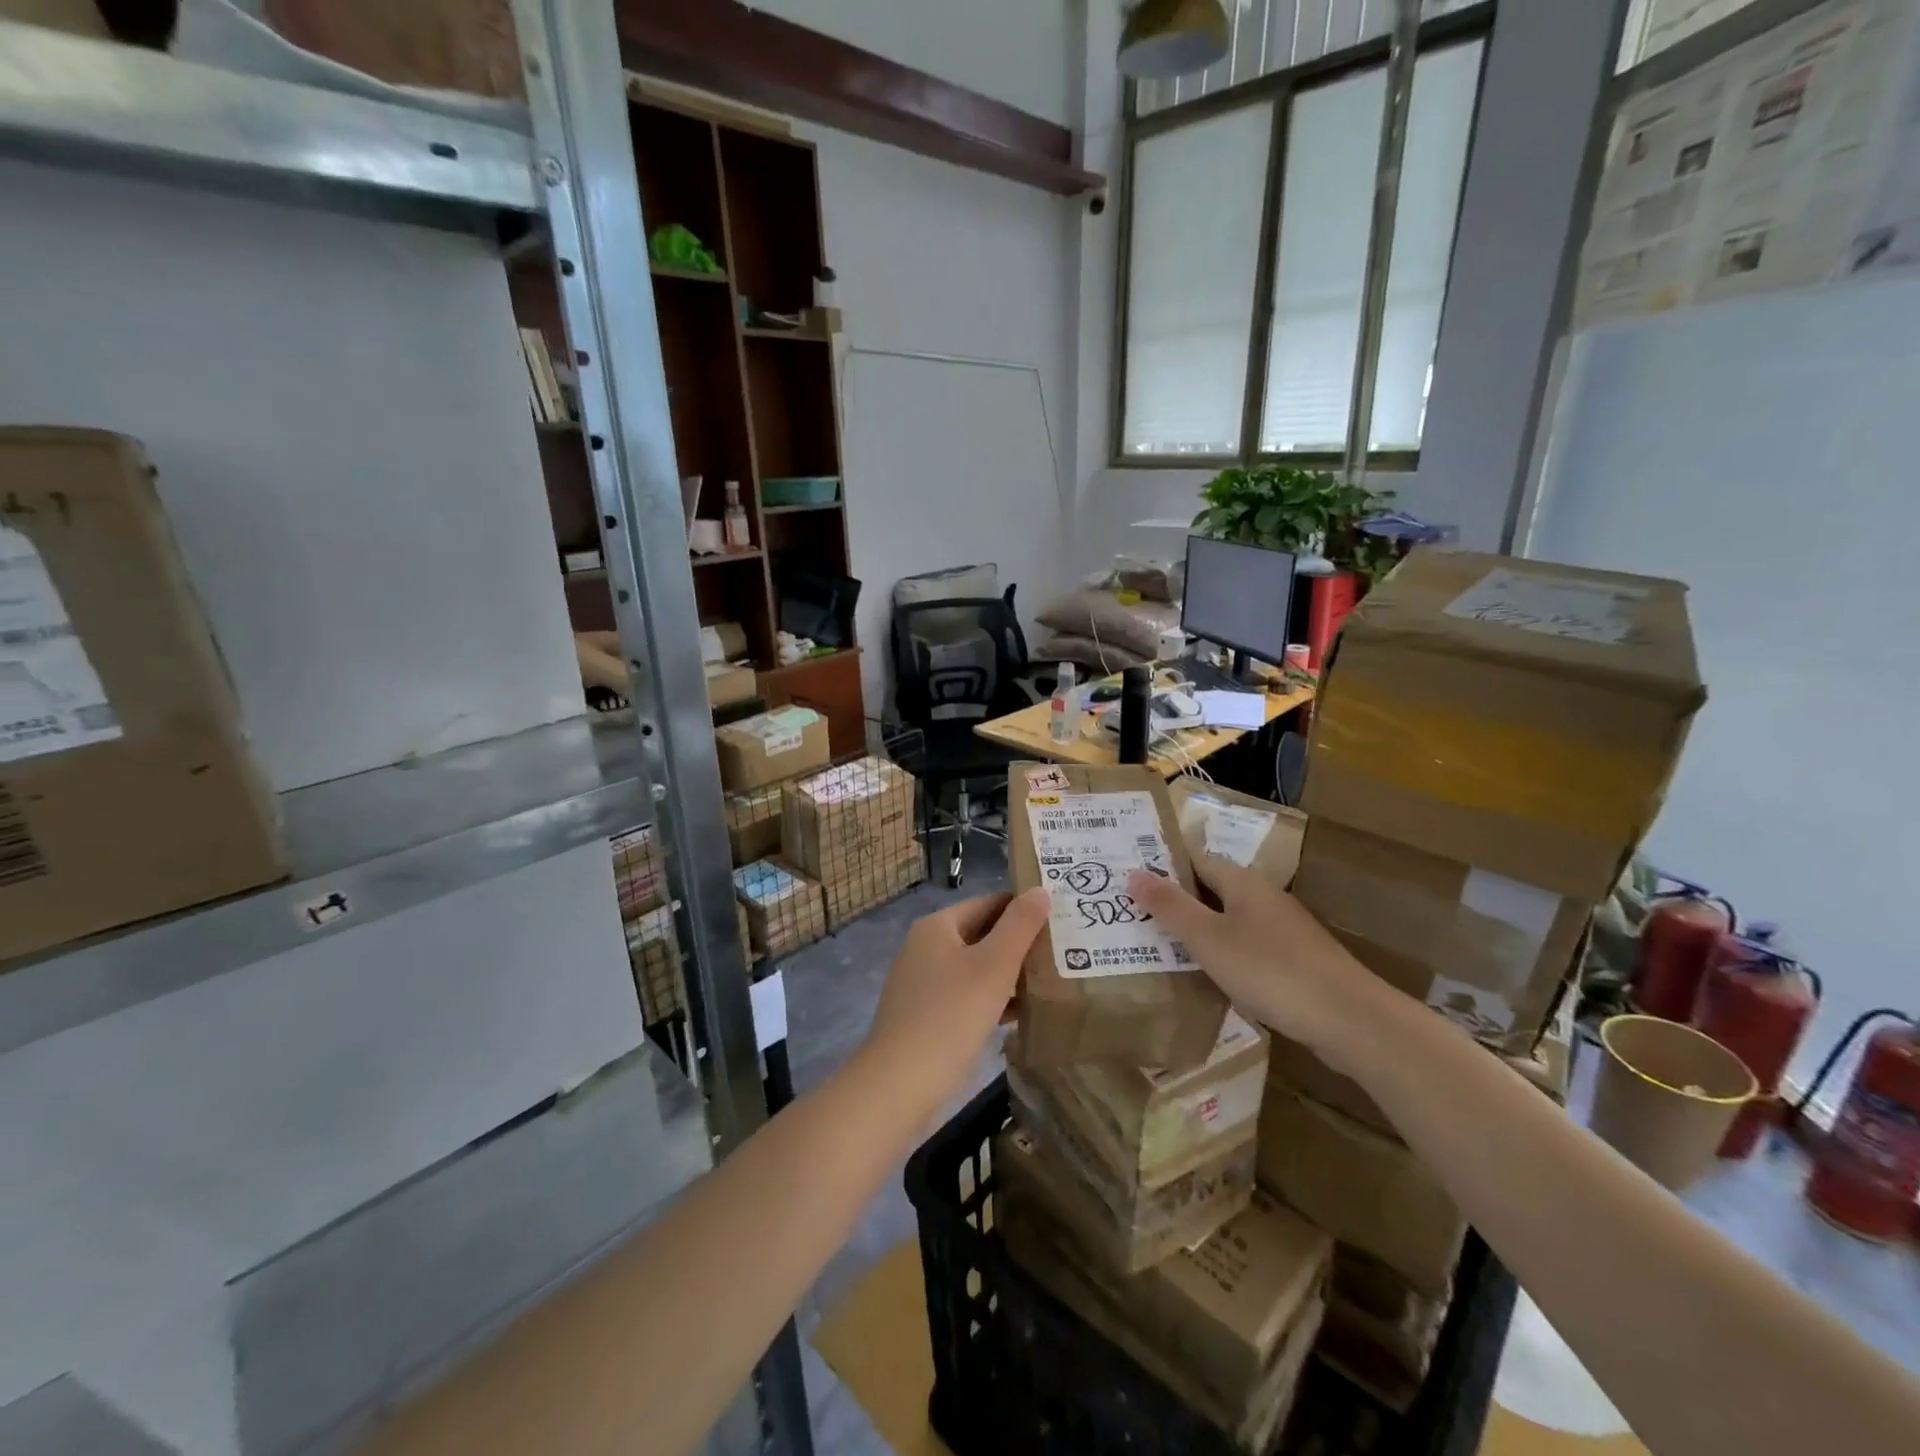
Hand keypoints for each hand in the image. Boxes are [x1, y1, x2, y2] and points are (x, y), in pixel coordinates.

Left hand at [860, 888, 1050, 1119]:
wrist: (899, 1084)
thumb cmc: (951, 1015)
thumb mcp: (994, 966)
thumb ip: (1019, 926)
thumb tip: (1039, 890)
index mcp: (938, 926)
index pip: (989, 903)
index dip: (1024, 908)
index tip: (1060, 919)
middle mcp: (925, 947)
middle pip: (982, 934)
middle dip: (1019, 944)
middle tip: (1063, 952)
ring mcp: (922, 982)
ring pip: (975, 967)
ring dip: (1008, 974)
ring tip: (1051, 983)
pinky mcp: (924, 1015)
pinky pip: (966, 995)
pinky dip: (991, 999)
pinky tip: (1019, 1015)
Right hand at [1127, 856, 1399, 1069]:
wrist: (1350, 1020)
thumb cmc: (1271, 971)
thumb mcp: (1209, 939)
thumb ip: (1170, 906)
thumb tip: (1133, 872)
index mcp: (1242, 882)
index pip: (1193, 858)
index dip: (1160, 865)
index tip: (1125, 879)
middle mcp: (1262, 897)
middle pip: (1209, 889)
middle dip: (1173, 901)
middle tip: (1130, 915)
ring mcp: (1280, 929)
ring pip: (1226, 920)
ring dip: (1195, 930)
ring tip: (1155, 947)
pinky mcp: (1292, 960)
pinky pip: (1243, 947)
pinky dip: (1219, 954)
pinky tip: (1203, 977)